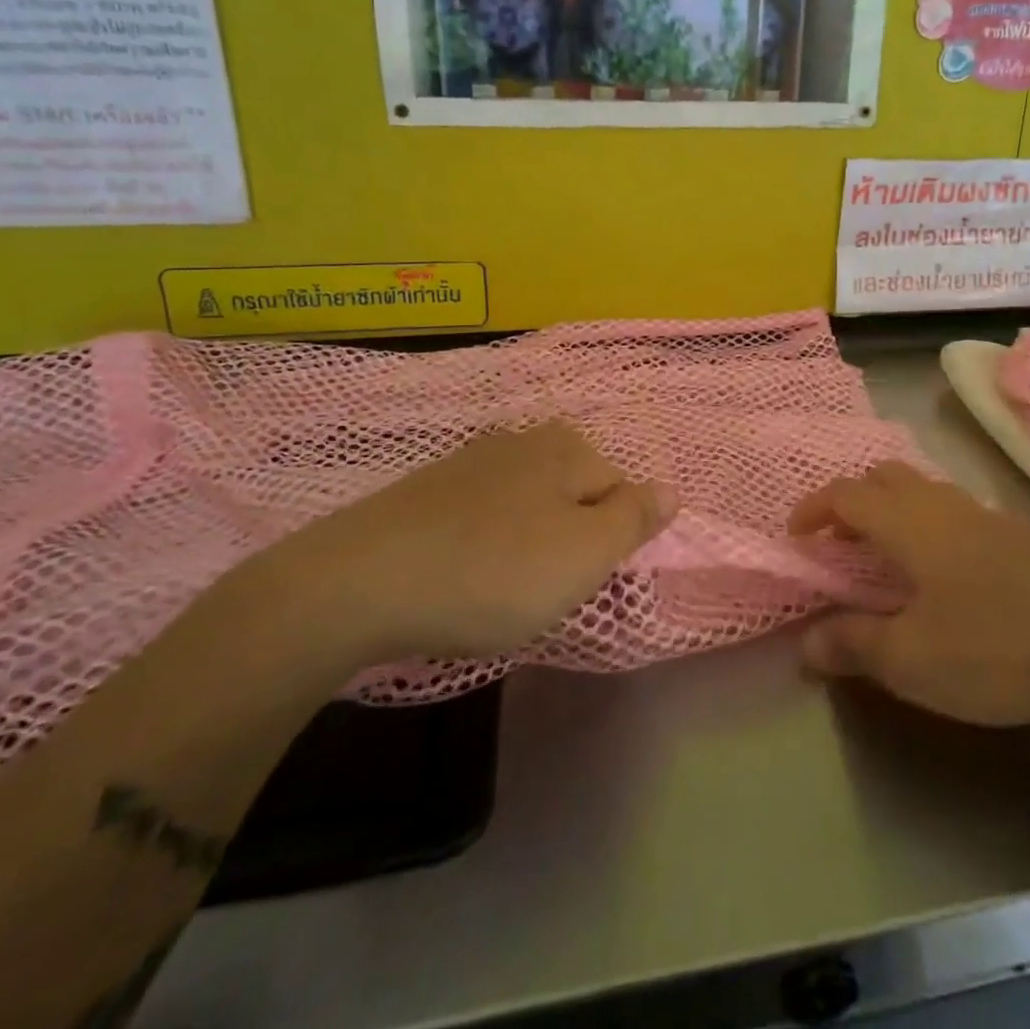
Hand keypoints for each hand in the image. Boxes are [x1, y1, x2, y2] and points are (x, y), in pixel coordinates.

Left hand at [258, 420, 676, 667]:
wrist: (359, 584)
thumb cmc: (492, 571)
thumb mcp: (584, 554)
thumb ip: (635, 519)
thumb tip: (671, 490)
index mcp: (566, 446)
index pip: (620, 494)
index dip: (605, 545)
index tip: (571, 581)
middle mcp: (522, 439)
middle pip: (574, 499)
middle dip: (567, 544)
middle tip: (536, 589)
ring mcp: (470, 461)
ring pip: (529, 510)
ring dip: (525, 549)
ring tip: (496, 590)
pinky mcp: (428, 490)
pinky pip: (481, 519)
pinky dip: (482, 548)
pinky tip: (458, 577)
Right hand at [790, 461, 1029, 726]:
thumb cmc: (994, 647)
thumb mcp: (911, 661)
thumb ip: (852, 646)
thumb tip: (804, 644)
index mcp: (907, 523)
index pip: (844, 495)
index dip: (813, 509)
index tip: (796, 538)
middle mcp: (940, 504)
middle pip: (883, 477)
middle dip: (851, 501)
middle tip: (839, 545)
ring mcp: (981, 515)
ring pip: (920, 489)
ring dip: (890, 510)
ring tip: (884, 558)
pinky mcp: (1013, 534)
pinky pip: (950, 509)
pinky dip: (925, 523)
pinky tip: (940, 572)